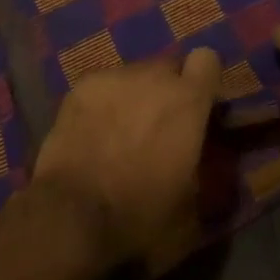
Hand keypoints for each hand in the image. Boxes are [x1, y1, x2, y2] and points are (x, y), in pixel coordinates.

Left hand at [32, 50, 221, 262]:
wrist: (72, 219)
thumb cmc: (140, 218)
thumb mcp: (191, 211)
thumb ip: (204, 173)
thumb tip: (201, 163)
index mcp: (187, 101)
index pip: (207, 60)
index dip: (204, 81)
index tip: (199, 107)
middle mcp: (153, 77)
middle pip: (168, 67)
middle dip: (168, 91)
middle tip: (159, 128)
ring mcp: (114, 76)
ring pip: (134, 76)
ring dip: (135, 97)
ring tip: (120, 135)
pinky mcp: (82, 86)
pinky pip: (103, 86)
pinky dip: (104, 104)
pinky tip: (92, 134)